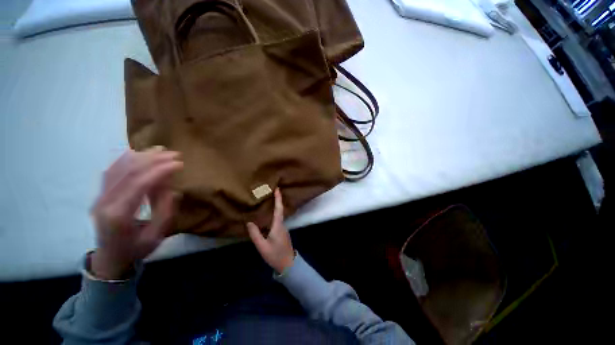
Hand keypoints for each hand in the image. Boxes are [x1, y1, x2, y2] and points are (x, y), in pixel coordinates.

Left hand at [90, 147, 182, 279]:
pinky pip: (111, 171)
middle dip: (153, 160)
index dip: (160, 170)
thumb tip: (173, 189)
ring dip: (141, 156)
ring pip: (118, 168)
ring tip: (160, 150)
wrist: (110, 258)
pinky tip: (137, 153)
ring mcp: (100, 197)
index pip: (139, 184)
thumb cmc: (136, 249)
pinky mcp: (101, 194)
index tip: (179, 163)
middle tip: (174, 154)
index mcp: (119, 215)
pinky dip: (125, 159)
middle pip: (128, 172)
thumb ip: (165, 212)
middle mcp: (105, 202)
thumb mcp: (156, 236)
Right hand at [247, 189, 294, 273]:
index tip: (277, 188)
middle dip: (276, 200)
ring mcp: (283, 228)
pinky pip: (277, 220)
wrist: (288, 264)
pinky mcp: (281, 232)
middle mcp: (282, 224)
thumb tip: (249, 222)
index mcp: (278, 225)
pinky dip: (273, 214)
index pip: (278, 209)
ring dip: (274, 206)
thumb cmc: (275, 255)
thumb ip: (255, 234)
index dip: (278, 198)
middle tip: (269, 192)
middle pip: (279, 209)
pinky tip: (267, 215)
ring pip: (278, 215)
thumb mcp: (262, 246)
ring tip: (266, 201)